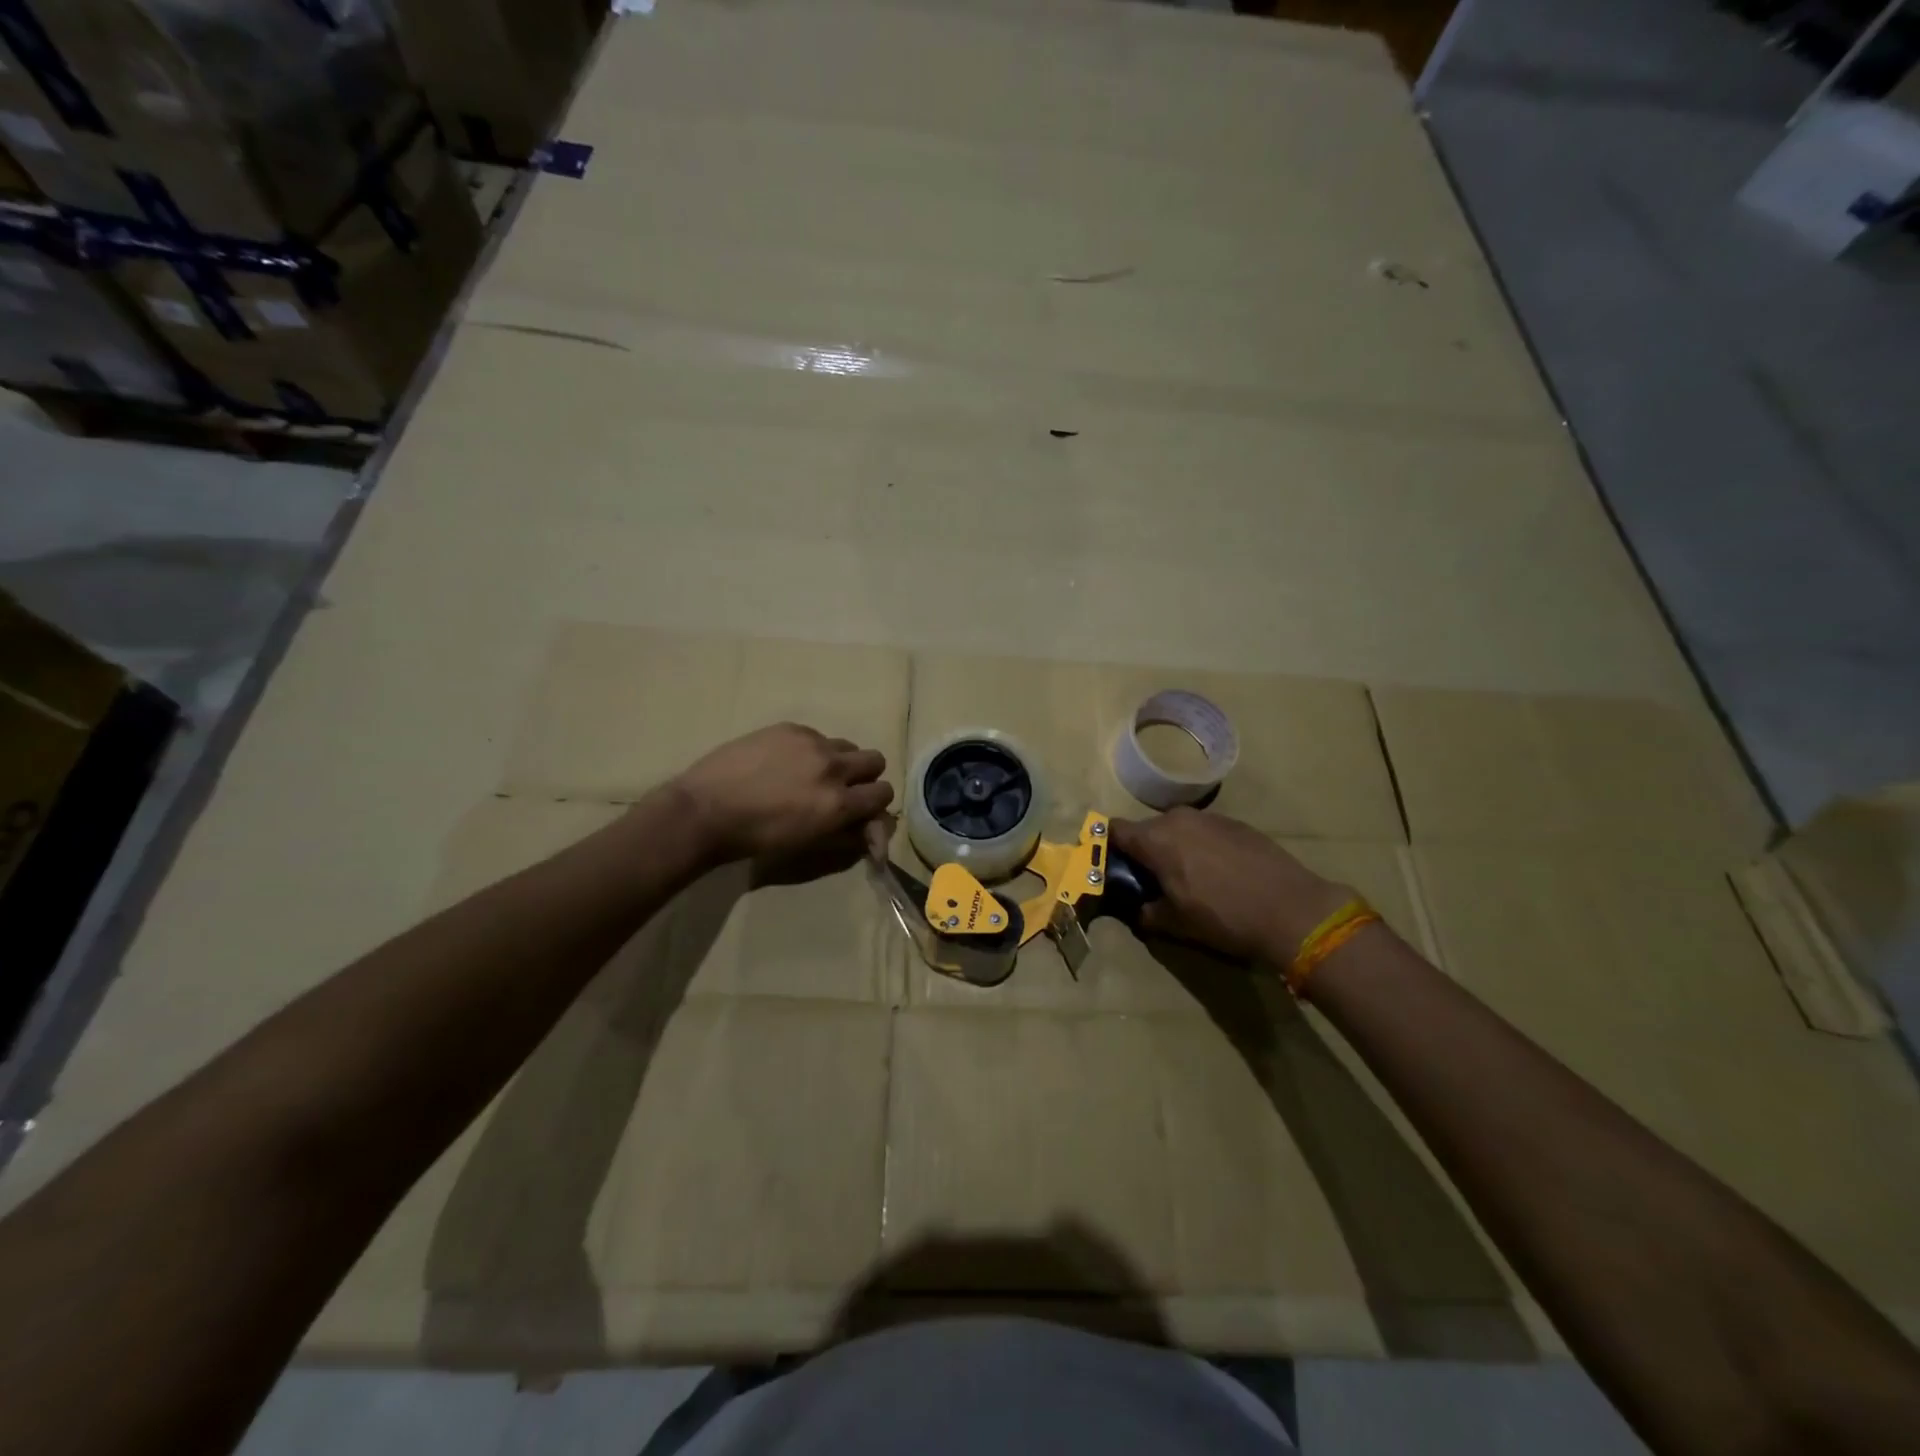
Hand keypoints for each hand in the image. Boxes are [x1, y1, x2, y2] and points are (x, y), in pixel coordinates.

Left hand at [677, 723, 894, 863]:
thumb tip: (871, 830)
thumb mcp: (808, 844)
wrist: (706, 810)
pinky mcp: (790, 728)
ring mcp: (812, 743)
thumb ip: (847, 835)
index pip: (884, 793)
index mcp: (839, 803)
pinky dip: (810, 749)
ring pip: (846, 745)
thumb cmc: (757, 838)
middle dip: (865, 775)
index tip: (861, 806)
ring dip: (839, 760)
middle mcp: (833, 768)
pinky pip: (816, 736)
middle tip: (843, 786)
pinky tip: (783, 762)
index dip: (875, 802)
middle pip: (876, 760)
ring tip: (811, 773)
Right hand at [1110, 808, 1353, 961]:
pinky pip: (1205, 832)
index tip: (1112, 868)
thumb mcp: (1175, 923)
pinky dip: (1202, 847)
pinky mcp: (1237, 824)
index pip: (1115, 830)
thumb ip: (1147, 912)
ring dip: (1174, 848)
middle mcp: (1178, 819)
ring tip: (1189, 878)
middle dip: (1144, 851)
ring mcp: (1210, 818)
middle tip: (1152, 881)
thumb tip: (1138, 908)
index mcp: (1155, 839)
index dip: (1108, 848)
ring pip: (1177, 829)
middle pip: (1147, 830)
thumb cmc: (1223, 916)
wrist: (1292, 909)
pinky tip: (1219, 873)